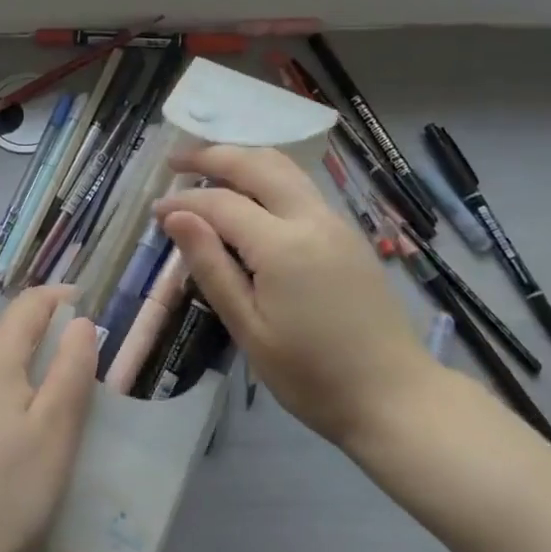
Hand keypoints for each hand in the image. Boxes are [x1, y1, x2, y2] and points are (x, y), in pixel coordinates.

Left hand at [0, 288, 97, 551]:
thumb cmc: (2, 492)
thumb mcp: (54, 431)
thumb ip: (71, 369)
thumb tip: (79, 322)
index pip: (30, 304)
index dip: (62, 299)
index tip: (91, 313)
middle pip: (10, 337)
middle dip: (48, 344)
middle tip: (84, 375)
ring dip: (27, 378)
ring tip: (56, 415)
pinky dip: (4, 405)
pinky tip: (15, 449)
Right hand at [153, 145, 439, 450]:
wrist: (395, 397)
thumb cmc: (312, 375)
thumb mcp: (249, 329)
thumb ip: (211, 267)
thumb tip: (176, 217)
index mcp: (282, 245)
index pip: (221, 203)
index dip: (183, 203)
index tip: (155, 211)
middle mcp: (311, 219)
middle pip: (257, 164)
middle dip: (212, 155)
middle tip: (175, 162)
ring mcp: (335, 222)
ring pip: (284, 168)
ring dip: (243, 160)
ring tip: (207, 170)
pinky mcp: (349, 234)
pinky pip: (301, 188)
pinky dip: (267, 178)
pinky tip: (249, 198)